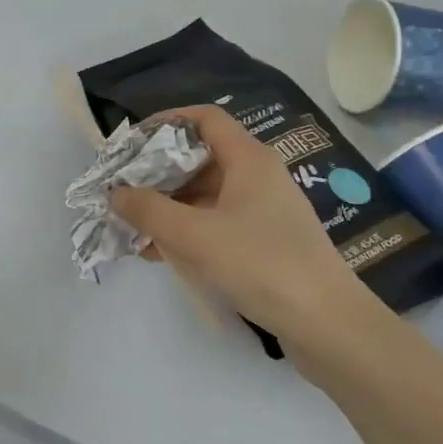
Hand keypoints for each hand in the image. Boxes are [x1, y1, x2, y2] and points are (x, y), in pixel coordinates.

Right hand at [109, 105, 368, 360]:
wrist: (327, 324)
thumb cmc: (261, 265)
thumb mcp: (195, 236)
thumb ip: (149, 210)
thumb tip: (115, 193)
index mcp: (249, 159)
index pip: (205, 119)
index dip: (166, 122)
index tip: (131, 143)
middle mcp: (258, 177)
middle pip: (201, 158)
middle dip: (158, 173)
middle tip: (122, 190)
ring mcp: (264, 211)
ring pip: (206, 195)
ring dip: (168, 207)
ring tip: (132, 227)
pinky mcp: (265, 242)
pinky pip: (217, 224)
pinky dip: (188, 231)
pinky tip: (160, 254)